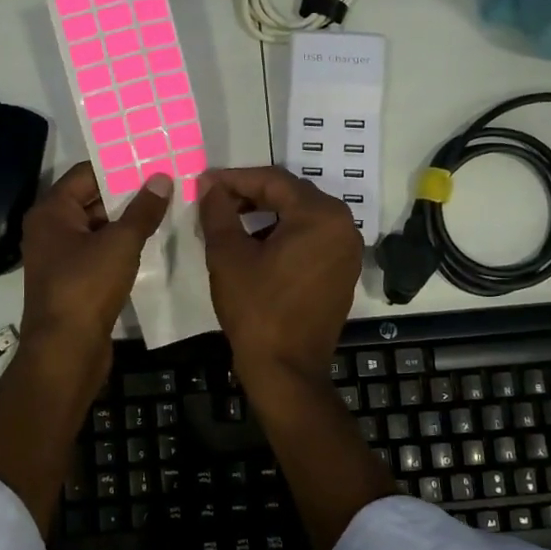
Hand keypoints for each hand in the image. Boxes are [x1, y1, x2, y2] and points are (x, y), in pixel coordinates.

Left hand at [19, 161, 172, 389]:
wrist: (66, 351)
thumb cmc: (86, 288)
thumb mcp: (120, 244)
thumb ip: (142, 210)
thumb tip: (161, 178)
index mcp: (51, 212)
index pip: (86, 174)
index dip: (119, 167)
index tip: (153, 161)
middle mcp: (50, 230)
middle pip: (92, 200)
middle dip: (128, 194)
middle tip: (167, 185)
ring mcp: (60, 258)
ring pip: (98, 229)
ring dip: (128, 222)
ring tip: (167, 210)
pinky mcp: (73, 282)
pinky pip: (99, 253)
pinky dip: (122, 247)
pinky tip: (152, 244)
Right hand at [197, 167, 385, 549]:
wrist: (286, 370)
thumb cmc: (256, 310)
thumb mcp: (229, 255)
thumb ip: (218, 212)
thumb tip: (209, 186)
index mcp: (321, 215)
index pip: (272, 181)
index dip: (233, 179)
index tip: (203, 183)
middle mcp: (344, 226)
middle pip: (290, 196)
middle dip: (250, 195)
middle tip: (213, 200)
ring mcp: (347, 251)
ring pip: (300, 217)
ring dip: (265, 215)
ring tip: (229, 222)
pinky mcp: (342, 272)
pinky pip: (311, 239)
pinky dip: (282, 236)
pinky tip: (254, 245)